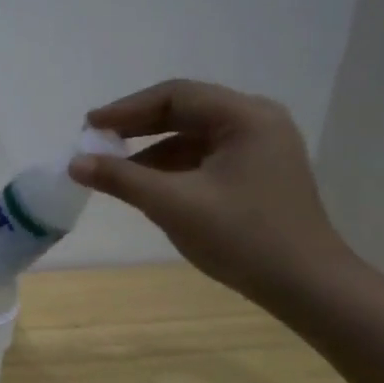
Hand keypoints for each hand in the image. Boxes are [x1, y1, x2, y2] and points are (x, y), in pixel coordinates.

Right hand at [70, 79, 354, 303]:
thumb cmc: (243, 238)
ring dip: (152, 148)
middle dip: (137, 126)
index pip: (175, 95)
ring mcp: (261, 147)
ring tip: (114, 167)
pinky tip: (147, 185)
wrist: (308, 287)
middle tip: (96, 140)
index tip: (90, 126)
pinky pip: (205, 156)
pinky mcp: (258, 172)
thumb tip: (75, 162)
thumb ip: (121, 178)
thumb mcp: (173, 205)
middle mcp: (257, 122)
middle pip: (185, 110)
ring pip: (193, 135)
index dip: (127, 109)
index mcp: (245, 117)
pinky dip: (172, 166)